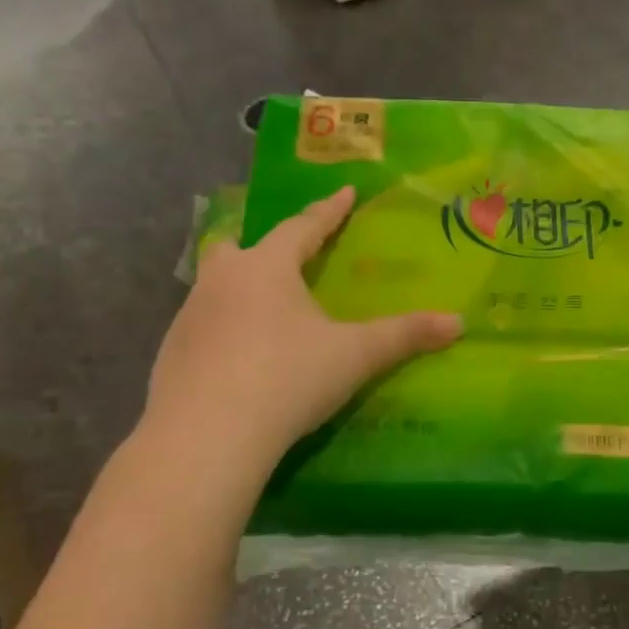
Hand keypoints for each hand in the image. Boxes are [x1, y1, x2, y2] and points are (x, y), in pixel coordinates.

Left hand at [145, 186, 461, 457]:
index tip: (344, 192)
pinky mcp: (170, 355)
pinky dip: (221, 330)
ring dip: (238, 287)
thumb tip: (458, 323)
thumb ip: (404, 336)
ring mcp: (189, 317)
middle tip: (280, 253)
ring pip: (214, 286)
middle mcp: (222, 281)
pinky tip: (236, 356)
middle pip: (237, 247)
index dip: (328, 212)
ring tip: (261, 307)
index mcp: (266, 268)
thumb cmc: (287, 378)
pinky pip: (200, 327)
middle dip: (261, 244)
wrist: (206, 436)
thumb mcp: (354, 356)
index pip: (303, 228)